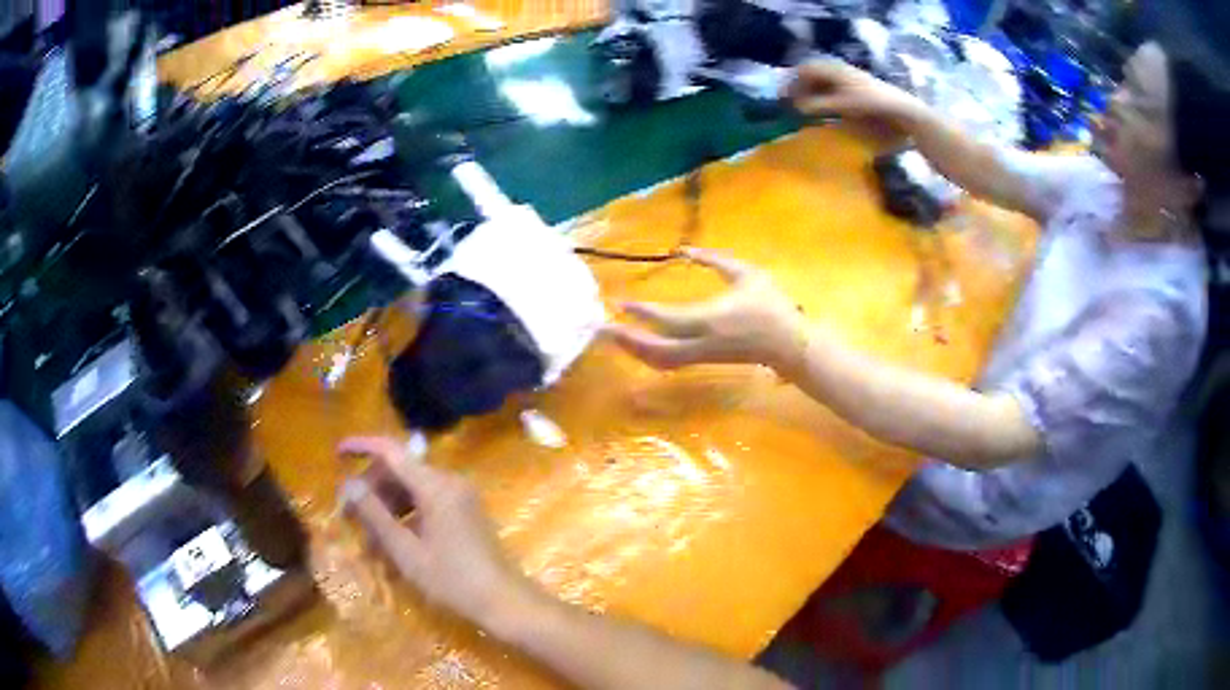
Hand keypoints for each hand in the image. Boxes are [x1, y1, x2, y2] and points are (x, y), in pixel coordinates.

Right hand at [339, 436, 537, 629]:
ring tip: (368, 540)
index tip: (338, 453)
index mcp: (436, 485)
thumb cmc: (452, 579)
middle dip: (372, 490)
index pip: (392, 451)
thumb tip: (347, 485)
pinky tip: (392, 545)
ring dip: (387, 508)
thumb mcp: (406, 551)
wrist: (504, 601)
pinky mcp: (464, 511)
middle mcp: (450, 482)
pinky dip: (406, 517)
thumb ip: (374, 514)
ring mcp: (460, 496)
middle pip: (400, 471)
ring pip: (412, 489)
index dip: (362, 446)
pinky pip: (427, 503)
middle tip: (349, 517)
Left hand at [604, 248, 807, 374]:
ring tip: (614, 337)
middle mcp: (701, 342)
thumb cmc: (771, 305)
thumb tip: (684, 249)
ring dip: (634, 351)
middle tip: (602, 328)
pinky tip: (638, 346)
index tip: (619, 302)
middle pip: (655, 349)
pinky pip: (670, 363)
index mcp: (711, 319)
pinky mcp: (704, 361)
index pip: (667, 319)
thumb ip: (714, 260)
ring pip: (660, 361)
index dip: (641, 312)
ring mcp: (702, 356)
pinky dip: (649, 356)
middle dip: (626, 340)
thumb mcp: (747, 274)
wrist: (790, 345)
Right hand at [786, 60, 920, 124]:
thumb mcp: (842, 106)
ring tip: (807, 108)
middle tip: (793, 104)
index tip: (784, 98)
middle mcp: (840, 70)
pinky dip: (825, 96)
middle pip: (813, 74)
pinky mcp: (858, 88)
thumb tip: (798, 108)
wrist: (902, 110)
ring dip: (813, 92)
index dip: (792, 83)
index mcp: (833, 70)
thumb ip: (819, 105)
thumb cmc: (872, 105)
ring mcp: (850, 78)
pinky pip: (834, 87)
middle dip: (801, 87)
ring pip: (824, 81)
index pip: (805, 70)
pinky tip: (826, 109)